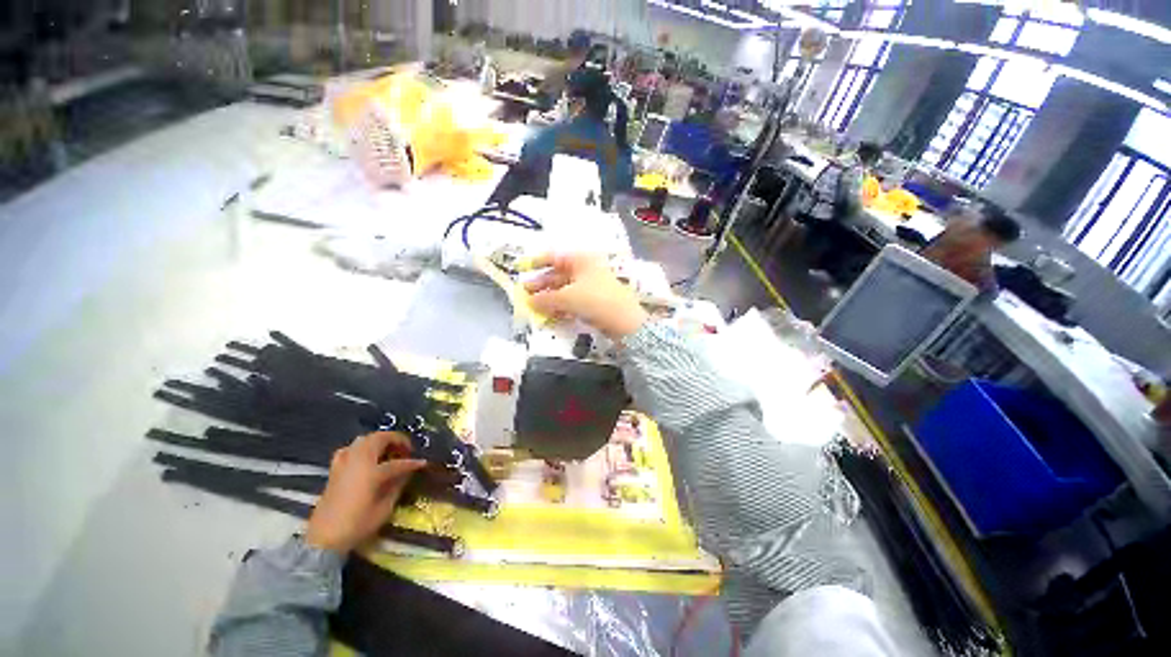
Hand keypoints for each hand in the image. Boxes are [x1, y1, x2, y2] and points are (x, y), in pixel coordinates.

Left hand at [305, 432, 425, 553]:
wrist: (324, 539)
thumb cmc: (358, 525)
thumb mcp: (385, 508)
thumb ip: (397, 486)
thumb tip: (407, 473)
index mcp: (372, 472)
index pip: (397, 462)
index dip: (412, 463)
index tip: (422, 463)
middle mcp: (357, 462)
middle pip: (379, 439)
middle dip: (396, 440)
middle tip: (406, 449)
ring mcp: (344, 463)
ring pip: (364, 439)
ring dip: (379, 440)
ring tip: (389, 450)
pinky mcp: (335, 469)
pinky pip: (350, 448)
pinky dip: (362, 447)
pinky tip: (367, 457)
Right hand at [524, 254, 647, 339]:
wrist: (625, 321)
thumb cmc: (596, 300)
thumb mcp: (567, 297)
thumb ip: (545, 299)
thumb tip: (529, 301)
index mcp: (580, 260)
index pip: (554, 256)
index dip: (537, 262)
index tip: (522, 270)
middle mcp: (585, 269)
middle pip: (558, 274)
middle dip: (541, 285)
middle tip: (525, 295)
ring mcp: (590, 286)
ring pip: (564, 289)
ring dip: (549, 298)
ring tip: (534, 308)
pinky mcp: (593, 301)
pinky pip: (572, 301)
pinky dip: (560, 306)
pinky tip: (550, 315)